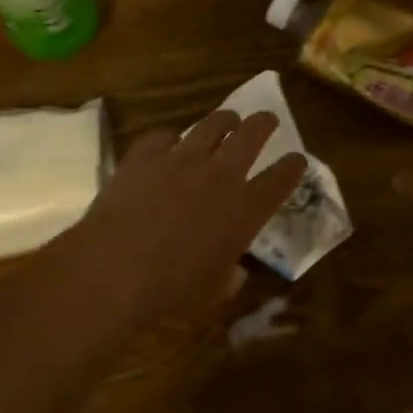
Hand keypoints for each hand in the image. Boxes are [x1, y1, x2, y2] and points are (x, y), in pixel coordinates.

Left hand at [49, 109, 306, 319]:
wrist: (115, 269)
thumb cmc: (171, 291)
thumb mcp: (212, 293)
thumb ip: (229, 277)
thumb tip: (234, 272)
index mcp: (246, 209)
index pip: (282, 178)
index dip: (293, 166)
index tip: (297, 160)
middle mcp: (221, 174)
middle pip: (252, 134)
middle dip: (264, 123)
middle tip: (267, 120)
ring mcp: (182, 158)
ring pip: (213, 124)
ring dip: (224, 120)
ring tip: (226, 121)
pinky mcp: (147, 153)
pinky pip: (165, 134)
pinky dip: (172, 138)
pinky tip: (169, 143)